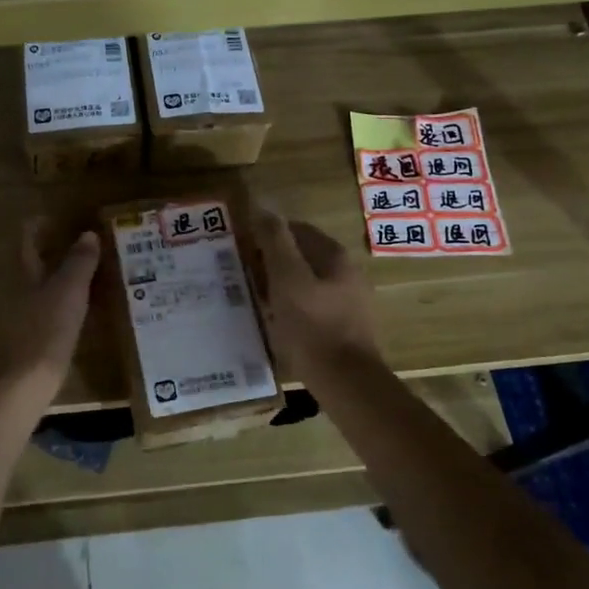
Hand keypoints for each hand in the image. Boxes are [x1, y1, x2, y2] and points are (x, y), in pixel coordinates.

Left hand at [0, 219, 100, 412]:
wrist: (14, 392)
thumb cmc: (42, 334)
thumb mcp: (68, 293)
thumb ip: (79, 262)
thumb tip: (87, 234)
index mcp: (20, 271)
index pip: (28, 234)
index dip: (46, 223)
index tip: (72, 221)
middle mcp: (11, 289)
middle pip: (33, 261)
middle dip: (60, 253)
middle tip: (94, 251)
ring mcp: (12, 317)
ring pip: (39, 288)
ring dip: (63, 282)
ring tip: (95, 282)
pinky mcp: (19, 342)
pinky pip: (42, 313)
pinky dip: (61, 308)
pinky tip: (81, 318)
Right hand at [251, 208, 380, 383]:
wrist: (346, 383)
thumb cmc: (313, 326)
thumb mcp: (287, 278)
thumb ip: (275, 240)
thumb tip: (261, 205)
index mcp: (334, 255)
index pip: (294, 229)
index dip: (265, 236)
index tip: (240, 251)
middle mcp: (346, 272)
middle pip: (300, 256)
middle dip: (270, 262)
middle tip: (242, 278)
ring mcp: (348, 301)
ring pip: (304, 282)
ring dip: (278, 286)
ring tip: (254, 301)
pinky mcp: (344, 326)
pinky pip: (310, 306)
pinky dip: (290, 308)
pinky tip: (275, 323)